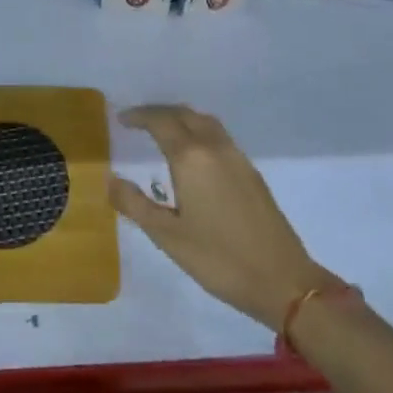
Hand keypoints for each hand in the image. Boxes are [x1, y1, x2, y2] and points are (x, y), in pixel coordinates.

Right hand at [111, 104, 336, 330]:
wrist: (283, 279)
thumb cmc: (219, 259)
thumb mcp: (169, 237)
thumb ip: (136, 205)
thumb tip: (110, 179)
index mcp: (191, 157)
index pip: (160, 121)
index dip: (139, 116)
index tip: (122, 119)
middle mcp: (214, 146)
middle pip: (183, 114)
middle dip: (158, 113)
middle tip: (138, 122)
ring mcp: (236, 156)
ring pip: (204, 121)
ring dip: (181, 118)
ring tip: (163, 132)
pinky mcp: (251, 170)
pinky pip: (218, 134)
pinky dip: (199, 130)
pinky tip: (194, 154)